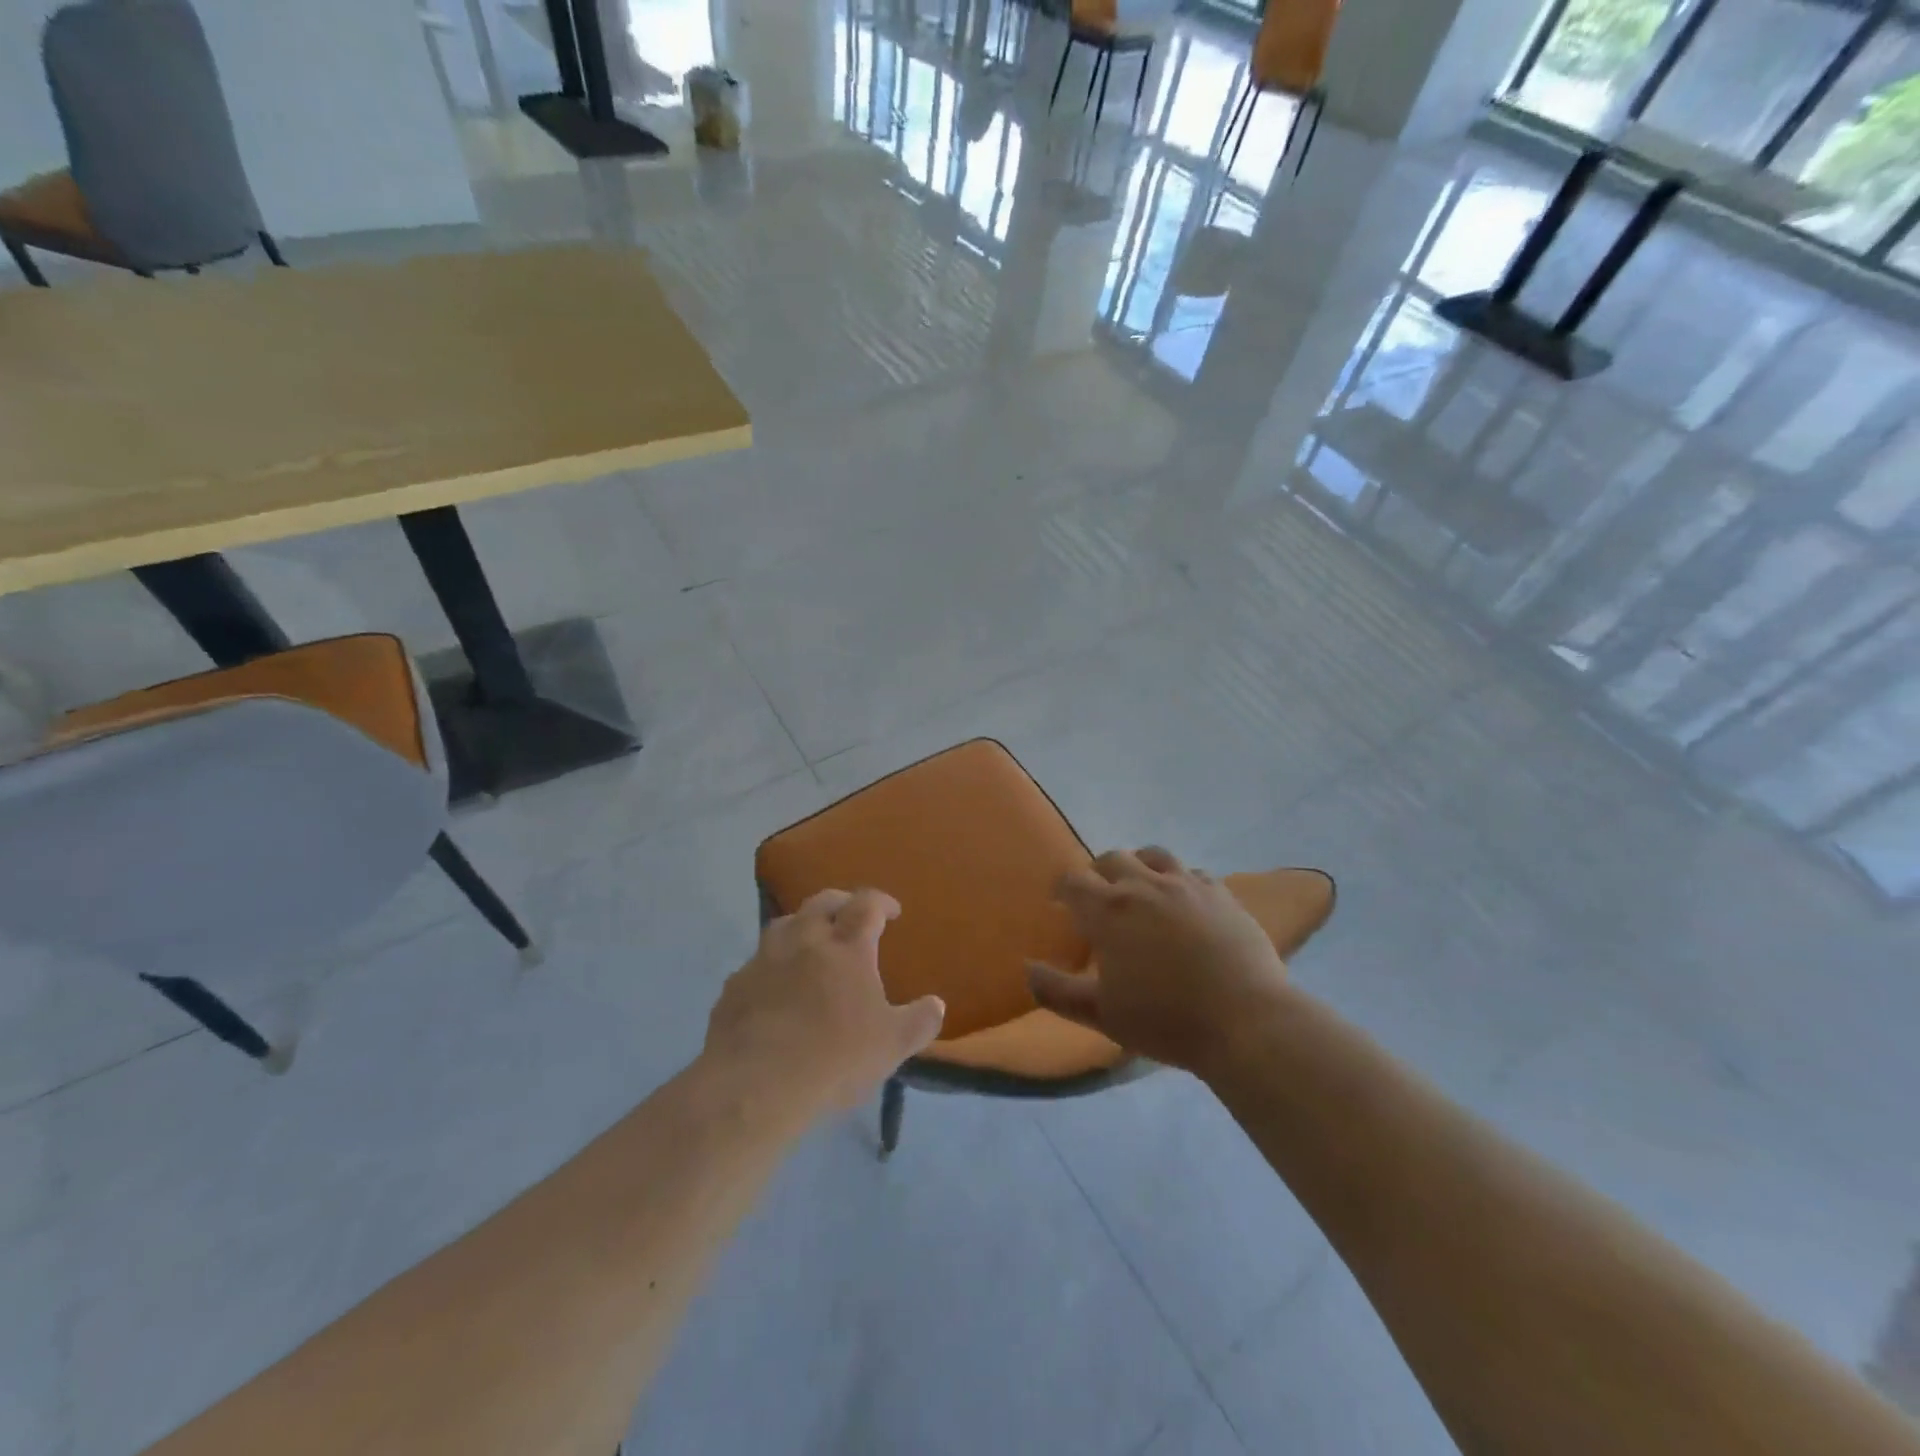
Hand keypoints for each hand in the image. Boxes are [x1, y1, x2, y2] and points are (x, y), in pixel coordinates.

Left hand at [704, 888, 944, 1122]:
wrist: (753, 1085)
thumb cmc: (833, 1059)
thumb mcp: (892, 1046)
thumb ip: (919, 1022)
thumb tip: (937, 1004)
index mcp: (847, 947)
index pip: (867, 905)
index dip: (881, 902)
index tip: (892, 912)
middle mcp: (804, 941)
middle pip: (822, 902)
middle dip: (841, 902)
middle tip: (851, 915)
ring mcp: (765, 960)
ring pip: (785, 923)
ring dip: (802, 924)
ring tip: (812, 941)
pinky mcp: (735, 986)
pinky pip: (757, 962)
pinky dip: (772, 964)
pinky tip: (776, 986)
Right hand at [1027, 847, 1286, 1075]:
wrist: (1245, 1021)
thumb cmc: (1165, 1019)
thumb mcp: (1101, 1014)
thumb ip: (1057, 991)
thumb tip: (1027, 969)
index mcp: (1109, 910)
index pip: (1073, 881)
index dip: (1062, 889)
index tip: (1060, 904)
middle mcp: (1144, 885)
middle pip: (1111, 859)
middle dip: (1097, 873)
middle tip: (1098, 897)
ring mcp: (1186, 884)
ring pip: (1153, 855)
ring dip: (1138, 865)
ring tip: (1140, 888)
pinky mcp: (1221, 893)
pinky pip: (1193, 873)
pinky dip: (1179, 880)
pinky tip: (1183, 902)